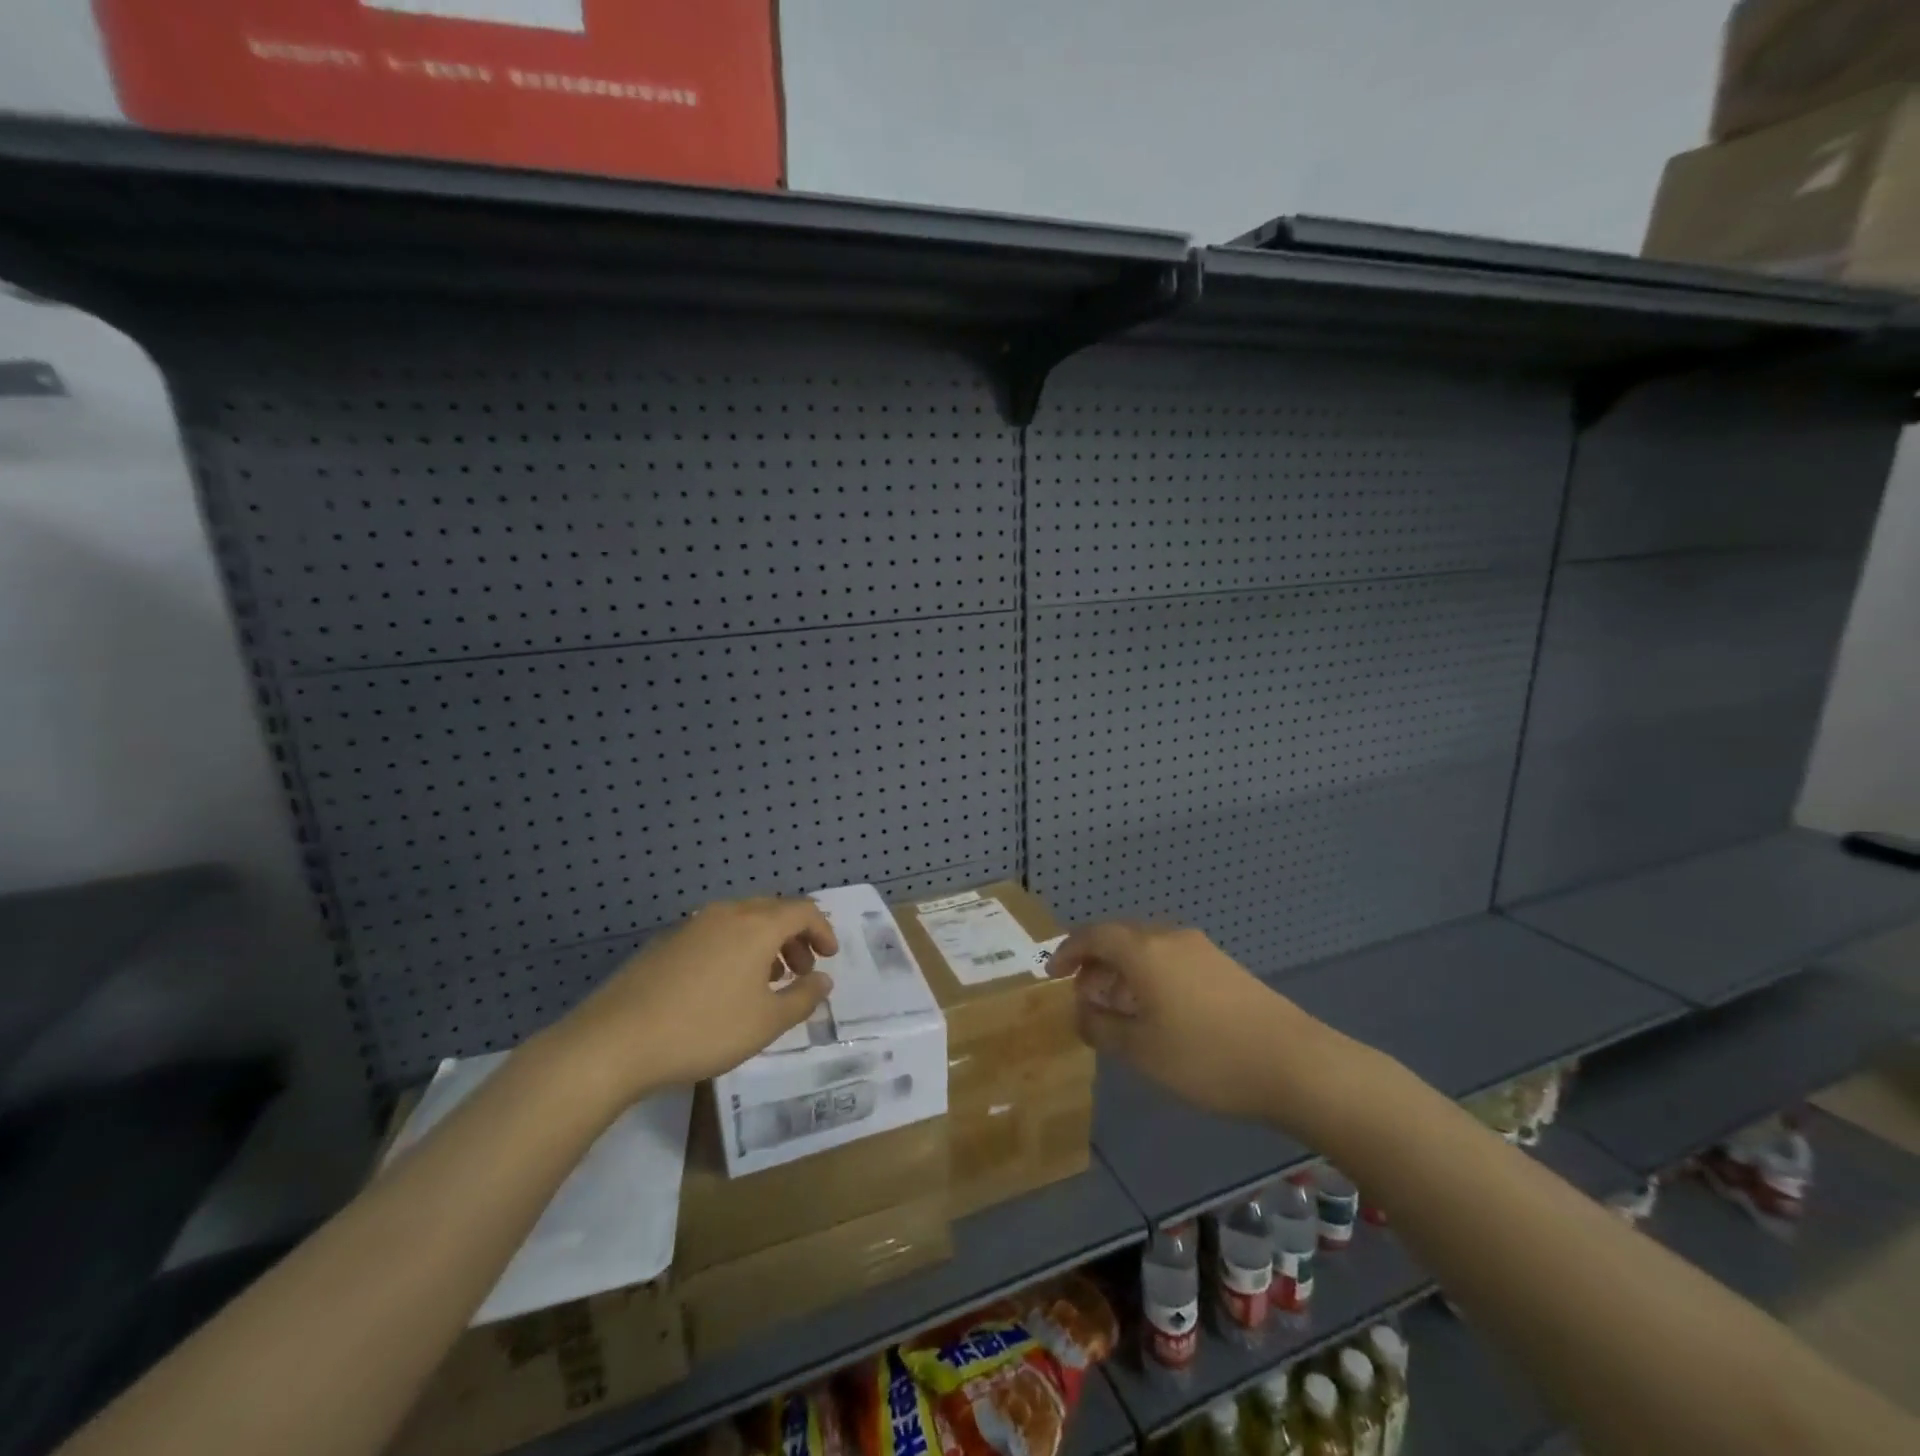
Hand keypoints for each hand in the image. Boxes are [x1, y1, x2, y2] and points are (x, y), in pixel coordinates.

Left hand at [545, 898, 836, 1111]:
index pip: (802, 911)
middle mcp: (725, 914)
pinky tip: (723, 988)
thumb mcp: (765, 1023)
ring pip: (740, 922)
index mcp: (756, 926)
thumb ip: (802, 998)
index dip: (822, 931)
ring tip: (765, 982)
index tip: (829, 958)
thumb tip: (823, 981)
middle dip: (794, 937)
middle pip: (772, 911)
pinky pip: (713, 935)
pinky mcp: (664, 944)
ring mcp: (690, 926)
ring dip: (763, 944)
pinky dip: (733, 950)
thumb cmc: (703, 1029)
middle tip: (801, 970)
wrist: (614, 1041)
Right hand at [1051, 922, 1335, 1122]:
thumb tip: (1081, 1012)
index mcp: (1144, 950)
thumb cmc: (1206, 1057)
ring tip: (1118, 1010)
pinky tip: (1157, 1014)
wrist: (1295, 1064)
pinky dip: (1150, 978)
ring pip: (1147, 950)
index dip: (1067, 951)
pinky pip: (1171, 960)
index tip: (1052, 975)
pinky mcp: (1224, 967)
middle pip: (1120, 938)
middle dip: (1095, 964)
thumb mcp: (1140, 1051)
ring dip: (1123, 973)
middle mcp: (1170, 938)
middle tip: (1084, 998)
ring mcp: (1201, 950)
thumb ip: (1101, 1028)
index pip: (1093, 935)